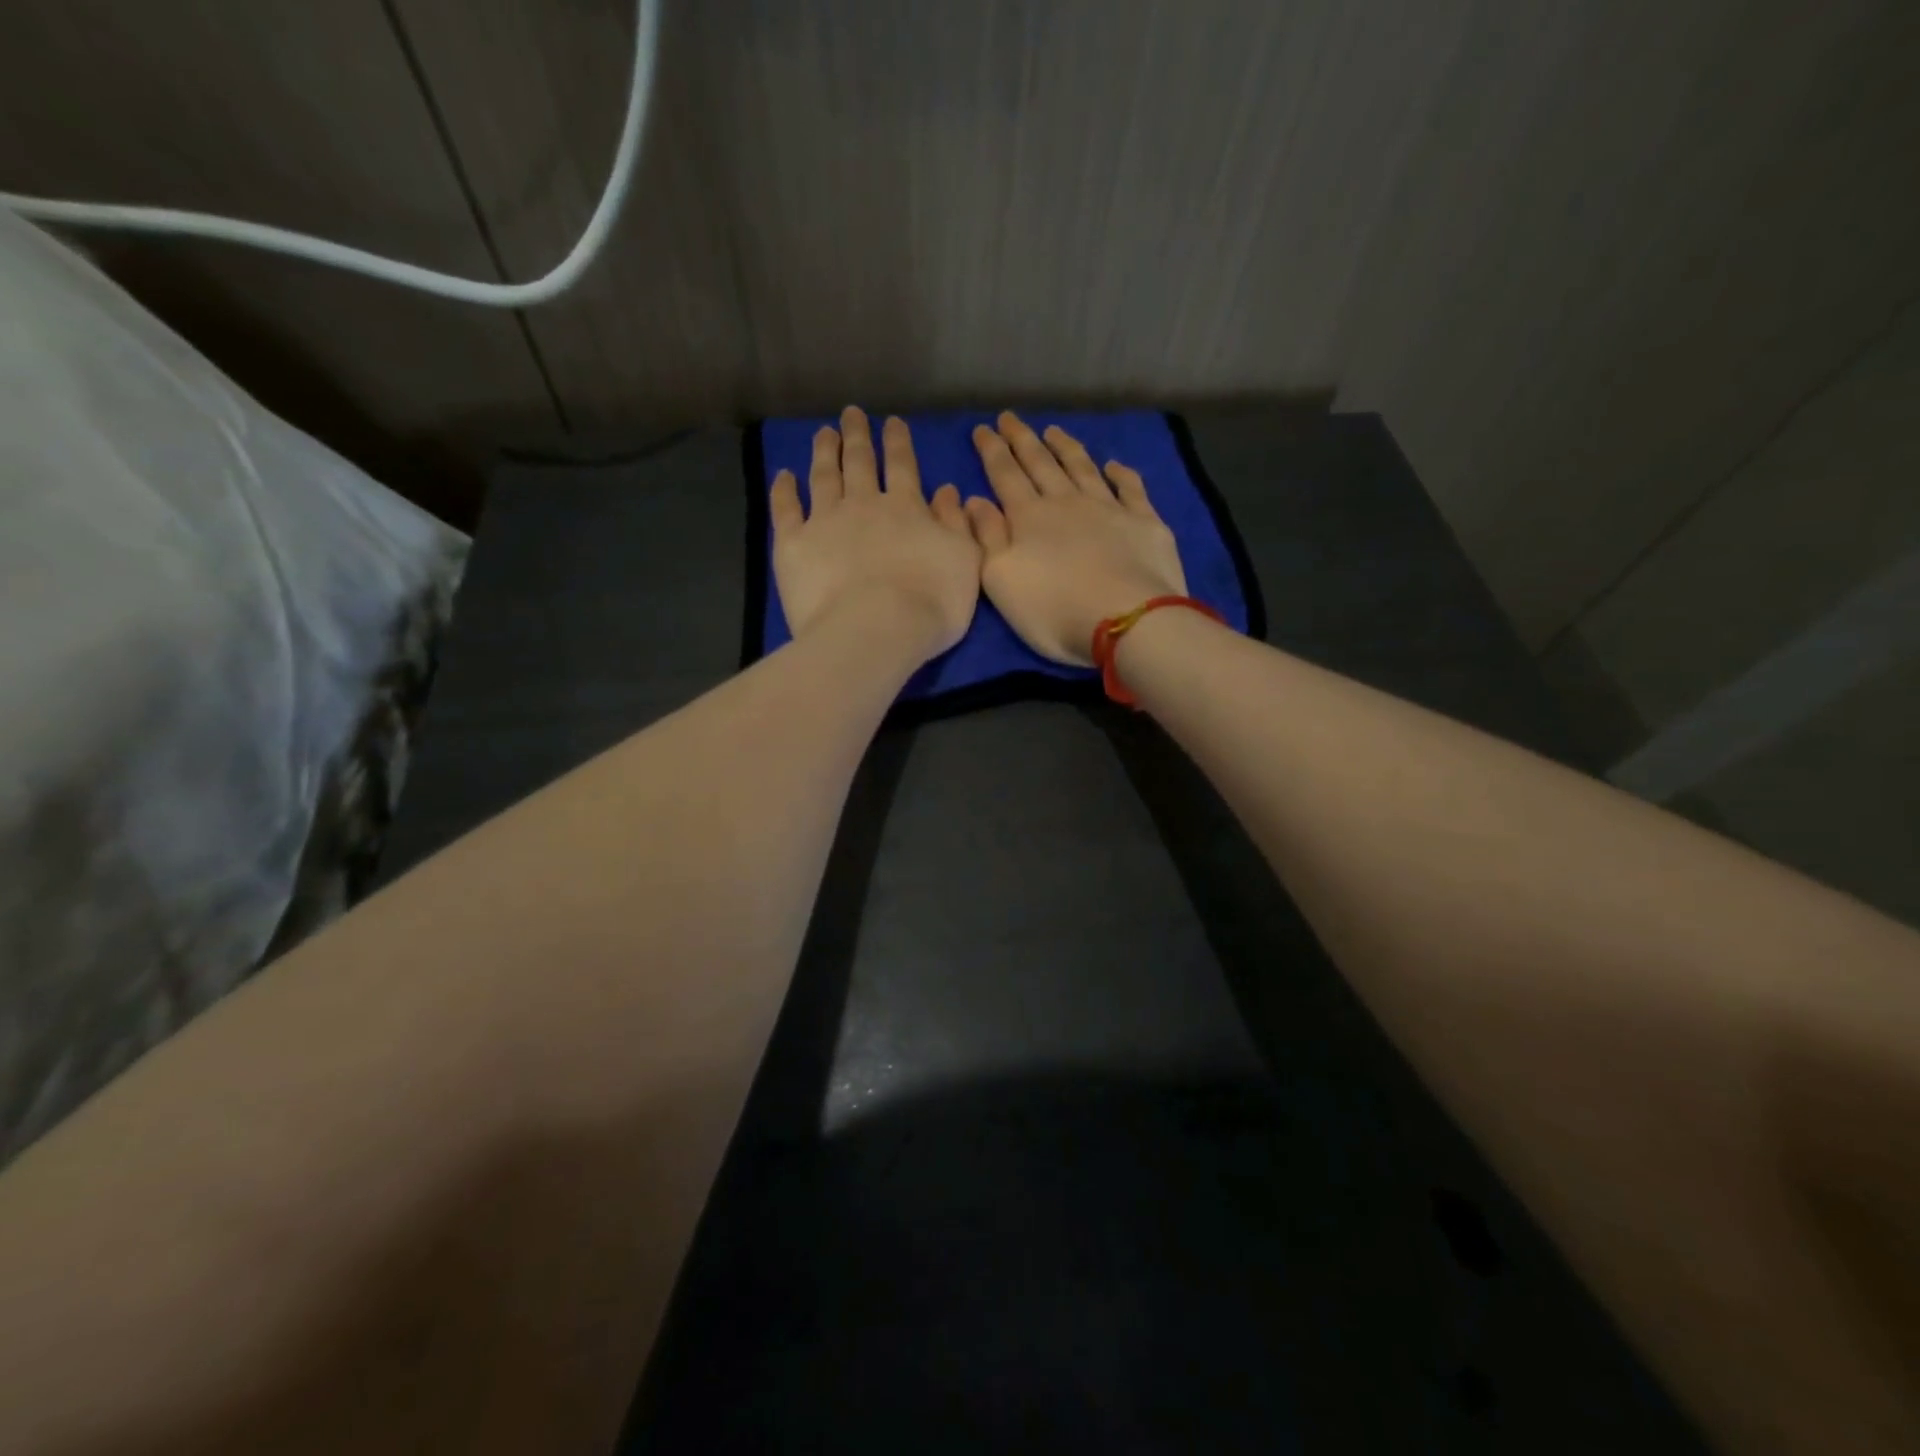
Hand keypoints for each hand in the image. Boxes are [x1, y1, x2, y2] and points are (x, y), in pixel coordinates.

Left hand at [771, 407, 981, 659]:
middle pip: (859, 462)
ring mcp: (824, 521)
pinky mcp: (793, 544)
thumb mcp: (964, 562)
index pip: (903, 466)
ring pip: (823, 476)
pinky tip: (784, 476)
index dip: (898, 443)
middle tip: (851, 414)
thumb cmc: (931, 603)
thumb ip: (957, 524)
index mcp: (906, 508)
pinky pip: (785, 509)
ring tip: (824, 433)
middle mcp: (863, 504)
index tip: (892, 423)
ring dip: (825, 452)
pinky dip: (784, 490)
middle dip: (857, 436)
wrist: (876, 630)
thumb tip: (948, 490)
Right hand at [966, 412, 1186, 665]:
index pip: (1005, 475)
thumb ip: (987, 538)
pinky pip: (1130, 488)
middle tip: (1010, 417)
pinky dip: (1121, 473)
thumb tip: (975, 501)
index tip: (983, 429)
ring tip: (1053, 431)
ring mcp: (1109, 508)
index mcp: (1029, 517)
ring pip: (1082, 468)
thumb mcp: (1001, 581)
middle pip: (1041, 464)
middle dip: (1023, 440)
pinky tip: (1114, 464)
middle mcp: (1067, 502)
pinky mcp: (1144, 522)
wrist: (1127, 620)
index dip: (992, 451)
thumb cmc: (1053, 609)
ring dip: (1066, 448)